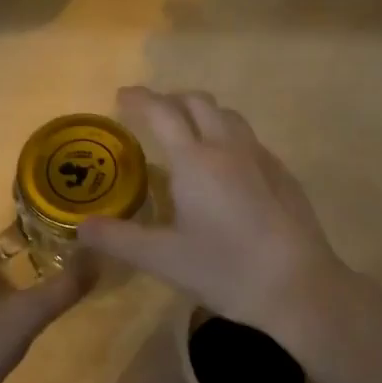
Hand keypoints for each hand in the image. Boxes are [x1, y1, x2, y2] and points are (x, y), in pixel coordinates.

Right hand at [79, 87, 359, 344]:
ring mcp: (260, 157)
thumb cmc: (227, 269)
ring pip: (227, 116)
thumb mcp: (164, 259)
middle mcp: (228, 147)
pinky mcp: (282, 173)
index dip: (140, 99)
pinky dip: (226, 135)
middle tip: (150, 114)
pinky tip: (224, 167)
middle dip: (170, 99)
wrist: (300, 286)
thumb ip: (119, 239)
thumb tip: (81, 227)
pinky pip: (248, 138)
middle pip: (198, 102)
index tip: (122, 96)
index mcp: (195, 160)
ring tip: (186, 133)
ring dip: (201, 113)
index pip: (162, 113)